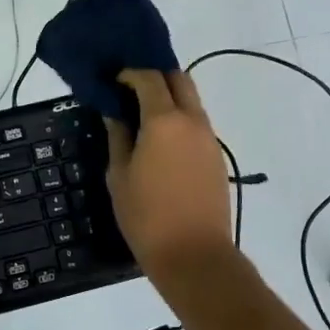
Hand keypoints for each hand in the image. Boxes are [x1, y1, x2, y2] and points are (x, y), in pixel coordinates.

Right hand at [104, 70, 234, 278]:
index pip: (149, 77)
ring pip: (191, 101)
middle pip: (179, 79)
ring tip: (142, 117)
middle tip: (130, 91)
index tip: (112, 81)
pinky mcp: (216, 157)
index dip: (129, 73)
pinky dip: (179, 120)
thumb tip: (115, 112)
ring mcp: (209, 138)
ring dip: (170, 98)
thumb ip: (118, 136)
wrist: (194, 256)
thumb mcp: (118, 175)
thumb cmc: (146, 216)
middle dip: (155, 76)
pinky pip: (197, 124)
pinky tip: (160, 141)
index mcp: (164, 120)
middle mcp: (192, 120)